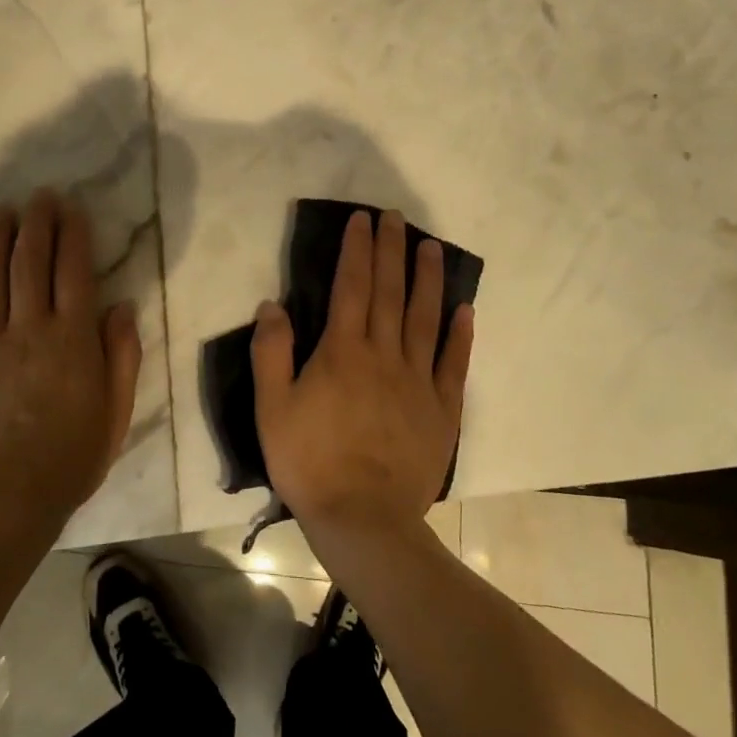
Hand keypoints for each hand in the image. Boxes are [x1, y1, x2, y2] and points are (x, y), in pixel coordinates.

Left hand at [0, 190, 141, 522]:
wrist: (7, 497)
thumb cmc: (73, 456)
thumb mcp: (117, 410)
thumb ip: (122, 355)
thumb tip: (120, 307)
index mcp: (73, 338)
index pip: (74, 271)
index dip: (73, 235)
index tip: (71, 208)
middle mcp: (30, 329)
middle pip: (31, 264)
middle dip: (36, 224)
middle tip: (38, 196)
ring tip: (2, 213)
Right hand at [252, 208, 474, 534]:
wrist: (363, 519)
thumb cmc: (310, 462)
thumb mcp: (272, 408)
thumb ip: (272, 352)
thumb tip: (273, 304)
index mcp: (342, 352)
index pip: (351, 287)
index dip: (357, 250)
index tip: (363, 220)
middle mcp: (384, 355)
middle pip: (389, 292)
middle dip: (391, 250)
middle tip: (396, 217)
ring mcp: (417, 380)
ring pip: (424, 318)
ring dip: (428, 279)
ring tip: (432, 247)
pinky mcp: (441, 409)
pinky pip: (453, 363)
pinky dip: (460, 334)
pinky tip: (465, 309)